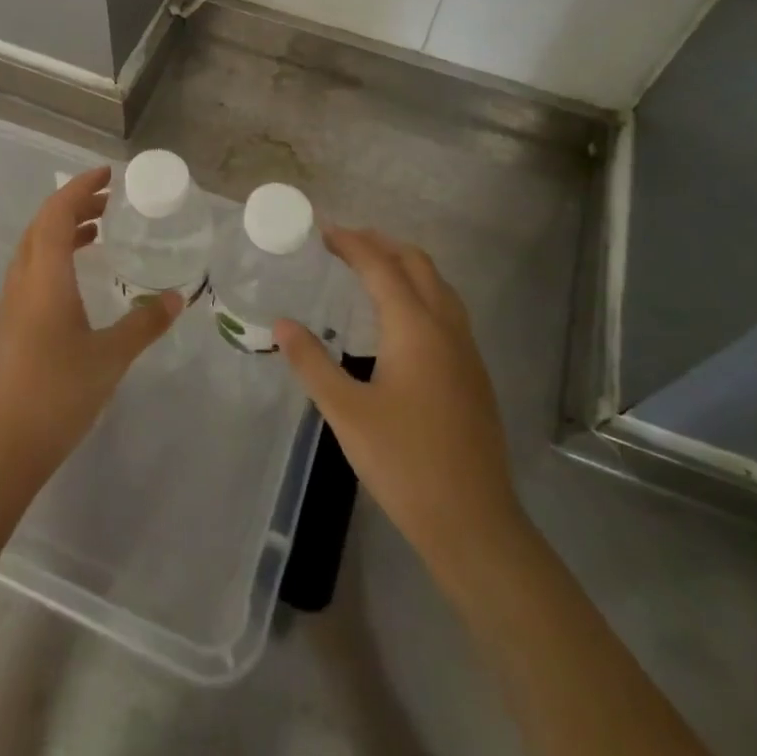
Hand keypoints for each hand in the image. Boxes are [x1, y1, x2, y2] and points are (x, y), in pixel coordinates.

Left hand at [0, 166, 182, 490]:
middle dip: (74, 205)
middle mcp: (22, 281)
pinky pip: (32, 271)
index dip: (80, 188)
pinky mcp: (10, 325)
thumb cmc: (57, 394)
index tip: (108, 174)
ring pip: (34, 249)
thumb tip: (178, 298)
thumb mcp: (110, 357)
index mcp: (44, 277)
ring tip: (99, 232)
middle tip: (110, 202)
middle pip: (41, 225)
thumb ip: (144, 323)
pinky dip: (55, 256)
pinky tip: (79, 279)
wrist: (3, 447)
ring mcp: (11, 303)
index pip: (56, 214)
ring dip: (62, 231)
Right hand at [274, 227, 526, 593]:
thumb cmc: (405, 463)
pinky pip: (447, 309)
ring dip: (405, 266)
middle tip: (343, 245)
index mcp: (415, 328)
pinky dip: (420, 292)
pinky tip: (399, 320)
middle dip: (381, 245)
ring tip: (370, 271)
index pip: (380, 266)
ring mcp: (466, 350)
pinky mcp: (473, 374)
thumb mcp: (346, 413)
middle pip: (417, 263)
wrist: (474, 523)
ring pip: (438, 285)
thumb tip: (282, 323)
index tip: (322, 232)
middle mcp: (446, 327)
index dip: (351, 243)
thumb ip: (312, 362)